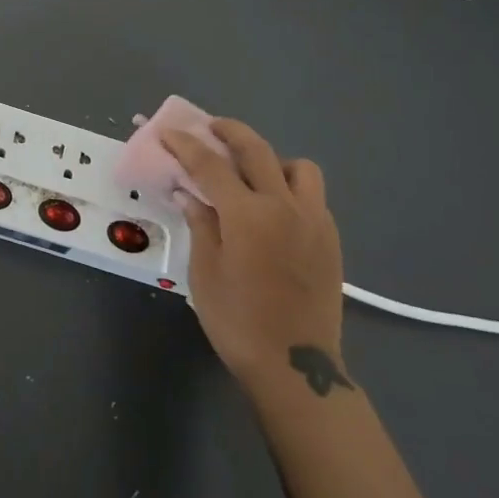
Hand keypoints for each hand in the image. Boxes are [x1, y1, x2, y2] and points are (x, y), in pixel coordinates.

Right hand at [161, 118, 347, 387]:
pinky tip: (276, 209)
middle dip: (229, 131)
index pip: (210, 164)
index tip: (168, 133)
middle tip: (211, 128)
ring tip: (254, 175)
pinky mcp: (330, 238)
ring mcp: (313, 220)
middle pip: (256, 149)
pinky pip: (313, 195)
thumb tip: (189, 193)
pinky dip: (292, 187)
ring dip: (272, 160)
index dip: (186, 144)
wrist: (296, 369)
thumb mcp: (205, 273)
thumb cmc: (239, 323)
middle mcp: (284, 206)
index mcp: (247, 215)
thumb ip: (201, 224)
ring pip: (298, 166)